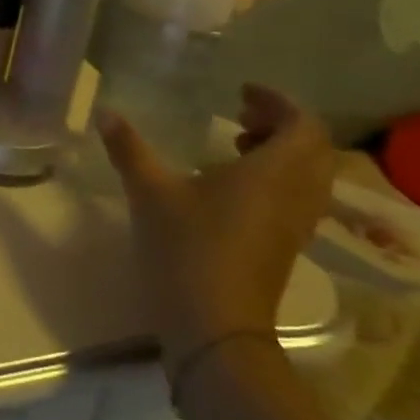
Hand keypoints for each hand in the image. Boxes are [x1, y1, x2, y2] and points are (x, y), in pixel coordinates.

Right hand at [99, 84, 332, 369]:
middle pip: (314, 149)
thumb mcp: (150, 192)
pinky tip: (232, 187)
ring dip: (282, 152)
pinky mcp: (286, 248)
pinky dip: (276, 179)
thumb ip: (129, 148)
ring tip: (236, 146)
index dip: (278, 102)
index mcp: (274, 173)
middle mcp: (297, 195)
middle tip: (240, 116)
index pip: (304, 125)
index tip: (241, 93)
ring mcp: (295, 225)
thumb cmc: (187, 248)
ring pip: (309, 176)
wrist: (213, 327)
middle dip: (282, 124)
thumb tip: (105, 112)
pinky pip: (297, 198)